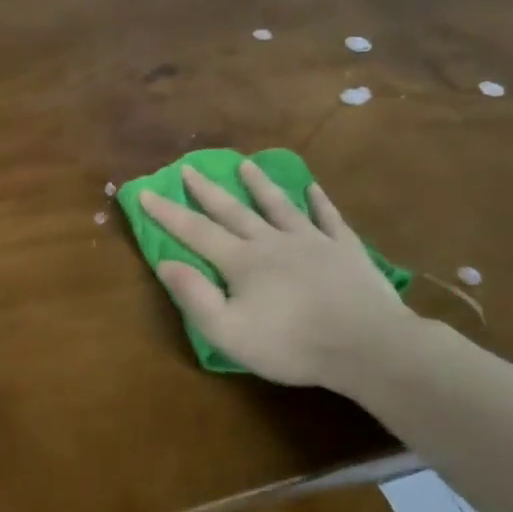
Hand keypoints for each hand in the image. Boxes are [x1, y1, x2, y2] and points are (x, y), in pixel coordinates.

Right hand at [138, 162, 417, 395]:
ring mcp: (312, 241)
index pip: (196, 231)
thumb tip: (166, 262)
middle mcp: (272, 241)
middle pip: (233, 211)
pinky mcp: (345, 249)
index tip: (146, 192)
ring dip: (260, 185)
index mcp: (241, 261)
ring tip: (245, 166)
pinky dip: (319, 202)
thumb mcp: (229, 332)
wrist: (366, 345)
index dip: (168, 213)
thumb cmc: (292, 344)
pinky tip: (313, 189)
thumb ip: (195, 296)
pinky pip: (329, 218)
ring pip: (279, 205)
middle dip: (207, 191)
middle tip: (188, 169)